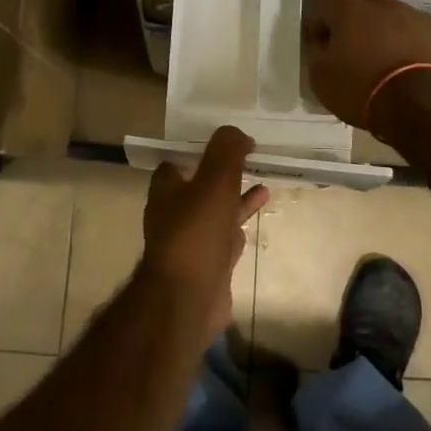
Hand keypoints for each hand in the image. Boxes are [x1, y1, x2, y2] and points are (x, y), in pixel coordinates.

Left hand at [139, 125, 270, 341]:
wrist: (189, 298)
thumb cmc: (196, 232)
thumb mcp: (214, 181)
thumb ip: (226, 152)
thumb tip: (237, 132)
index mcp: (167, 190)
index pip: (176, 163)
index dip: (198, 151)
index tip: (225, 142)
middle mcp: (174, 213)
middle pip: (198, 186)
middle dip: (221, 174)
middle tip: (248, 159)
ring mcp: (191, 241)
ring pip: (215, 210)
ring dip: (236, 196)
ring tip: (263, 182)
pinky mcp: (208, 263)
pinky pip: (226, 236)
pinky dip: (241, 222)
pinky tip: (259, 214)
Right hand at [303, 0, 430, 135]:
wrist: (424, 108)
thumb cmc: (362, 91)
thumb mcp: (322, 78)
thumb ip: (319, 50)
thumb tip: (322, 35)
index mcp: (350, 14)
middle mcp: (386, 8)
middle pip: (368, 2)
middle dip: (359, 15)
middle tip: (355, 42)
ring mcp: (422, 20)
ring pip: (401, 19)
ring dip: (392, 34)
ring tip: (391, 64)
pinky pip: (428, 39)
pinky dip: (420, 50)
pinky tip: (419, 75)